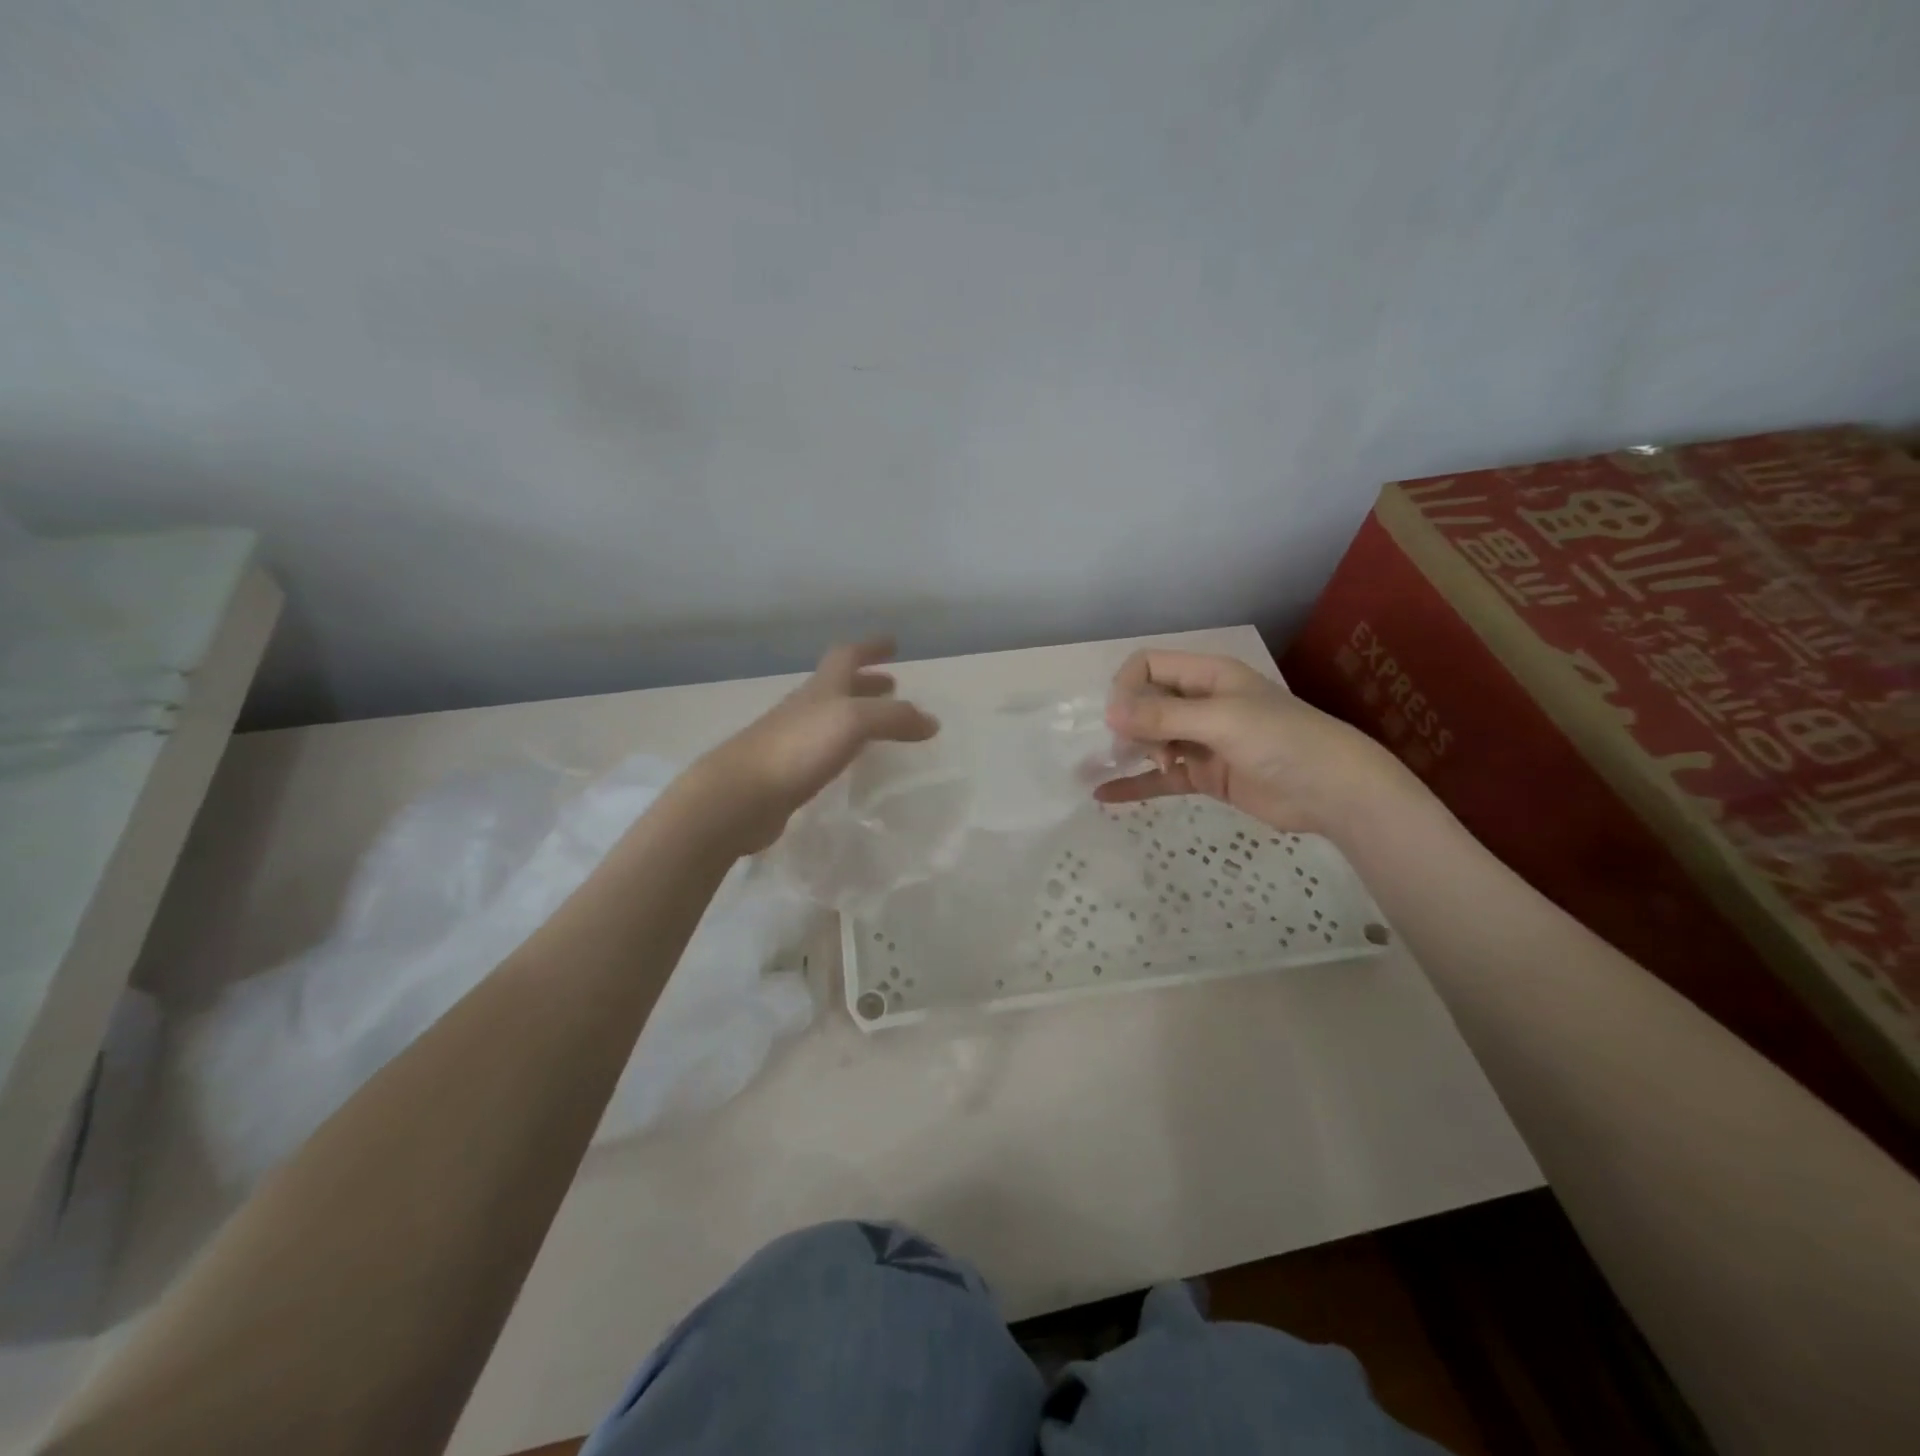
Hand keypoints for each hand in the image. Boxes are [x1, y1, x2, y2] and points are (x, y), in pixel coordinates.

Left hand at [688, 638, 939, 852]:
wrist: (740, 795)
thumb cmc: (797, 748)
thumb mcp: (853, 722)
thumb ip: (895, 718)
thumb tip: (931, 721)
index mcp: (821, 689)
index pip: (847, 656)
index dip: (870, 647)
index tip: (893, 644)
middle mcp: (805, 708)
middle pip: (838, 685)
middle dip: (866, 682)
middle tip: (892, 686)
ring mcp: (792, 740)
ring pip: (830, 718)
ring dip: (856, 714)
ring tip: (879, 726)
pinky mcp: (786, 772)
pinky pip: (822, 749)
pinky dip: (842, 746)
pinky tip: (850, 762)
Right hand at [1095, 649, 1418, 838]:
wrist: (1334, 791)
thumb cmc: (1281, 740)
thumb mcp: (1221, 720)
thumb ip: (1163, 716)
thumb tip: (1108, 712)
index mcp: (1207, 676)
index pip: (1148, 667)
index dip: (1126, 688)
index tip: (1123, 721)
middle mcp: (1200, 703)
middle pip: (1145, 703)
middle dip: (1132, 724)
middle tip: (1144, 749)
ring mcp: (1202, 741)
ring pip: (1151, 740)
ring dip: (1131, 752)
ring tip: (1117, 769)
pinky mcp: (1205, 775)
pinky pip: (1161, 778)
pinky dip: (1135, 784)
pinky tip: (1104, 795)